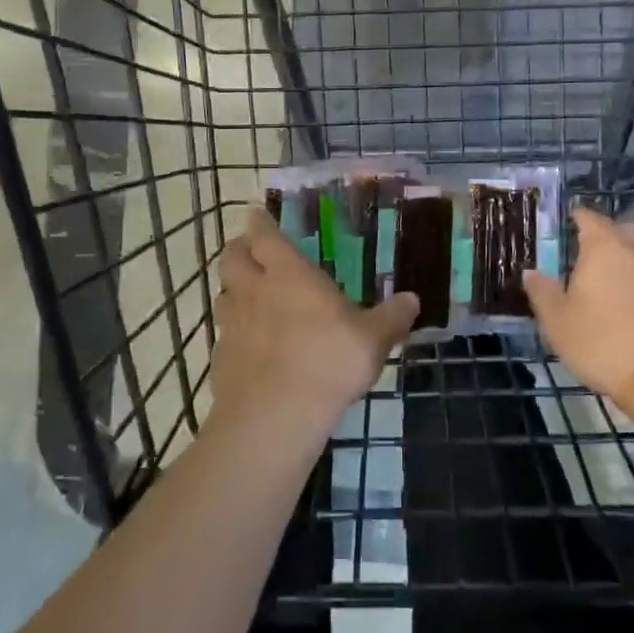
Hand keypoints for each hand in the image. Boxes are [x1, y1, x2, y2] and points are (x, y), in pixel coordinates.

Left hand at [209, 208, 418, 448]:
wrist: (274, 417)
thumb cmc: (328, 363)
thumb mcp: (373, 340)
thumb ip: (392, 318)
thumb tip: (413, 299)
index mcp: (289, 275)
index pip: (265, 236)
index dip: (260, 224)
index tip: (257, 215)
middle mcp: (254, 291)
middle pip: (232, 258)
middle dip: (238, 249)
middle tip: (250, 251)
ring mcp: (232, 325)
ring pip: (223, 293)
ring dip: (233, 289)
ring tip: (248, 295)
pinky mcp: (221, 358)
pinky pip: (223, 334)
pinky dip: (233, 332)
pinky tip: (248, 345)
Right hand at [522, 209, 633, 418]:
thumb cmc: (605, 345)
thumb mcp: (559, 323)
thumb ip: (543, 293)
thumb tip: (531, 272)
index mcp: (605, 247)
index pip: (589, 218)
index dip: (578, 218)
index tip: (569, 223)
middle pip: (624, 230)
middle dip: (609, 236)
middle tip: (592, 254)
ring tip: (620, 282)